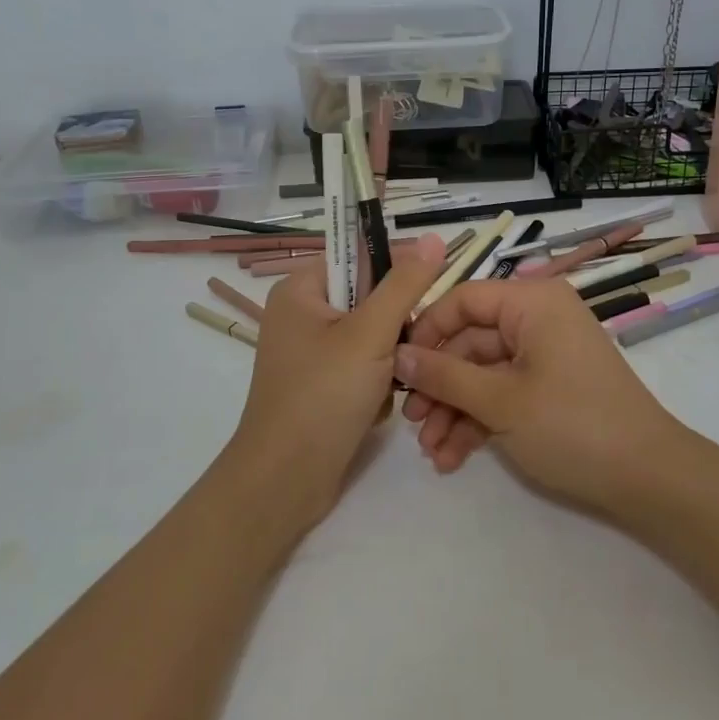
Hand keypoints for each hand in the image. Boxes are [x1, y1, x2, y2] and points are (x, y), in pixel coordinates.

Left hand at [224, 232, 448, 529]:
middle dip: (394, 329)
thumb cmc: (322, 396)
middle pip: (369, 300)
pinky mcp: (322, 385)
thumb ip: (405, 285)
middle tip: (403, 353)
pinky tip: (375, 409)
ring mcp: (311, 353)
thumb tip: (434, 237)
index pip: (358, 256)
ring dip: (390, 361)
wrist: (285, 482)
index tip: (424, 299)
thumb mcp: (370, 334)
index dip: (395, 272)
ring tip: (391, 387)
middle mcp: (301, 315)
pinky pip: (363, 367)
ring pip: (372, 337)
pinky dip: (377, 385)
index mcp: (300, 290)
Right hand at [393, 276, 690, 516]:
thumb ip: (445, 376)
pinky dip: (479, 421)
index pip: (464, 299)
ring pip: (483, 373)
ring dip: (454, 411)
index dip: (427, 331)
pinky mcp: (550, 388)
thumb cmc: (572, 425)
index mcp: (532, 303)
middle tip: (411, 422)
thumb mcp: (501, 401)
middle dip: (440, 386)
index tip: (398, 368)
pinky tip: (453, 457)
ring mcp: (545, 355)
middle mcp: (538, 320)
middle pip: (470, 342)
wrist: (648, 479)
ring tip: (431, 452)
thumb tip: (398, 354)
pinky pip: (504, 393)